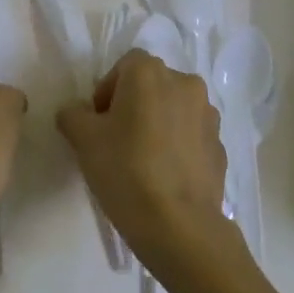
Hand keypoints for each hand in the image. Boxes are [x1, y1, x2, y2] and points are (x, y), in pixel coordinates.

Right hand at [56, 50, 231, 279]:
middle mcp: (185, 83)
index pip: (124, 66)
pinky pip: (191, 136)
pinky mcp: (221, 146)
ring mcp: (209, 116)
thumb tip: (77, 112)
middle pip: (151, 85)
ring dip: (158, 123)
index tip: (98, 122)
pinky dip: (177, 146)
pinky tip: (164, 176)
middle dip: (133, 105)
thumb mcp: (83, 139)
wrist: (179, 226)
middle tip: (116, 139)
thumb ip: (72, 114)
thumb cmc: (125, 170)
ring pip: (174, 109)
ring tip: (142, 159)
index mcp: (150, 73)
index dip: (107, 90)